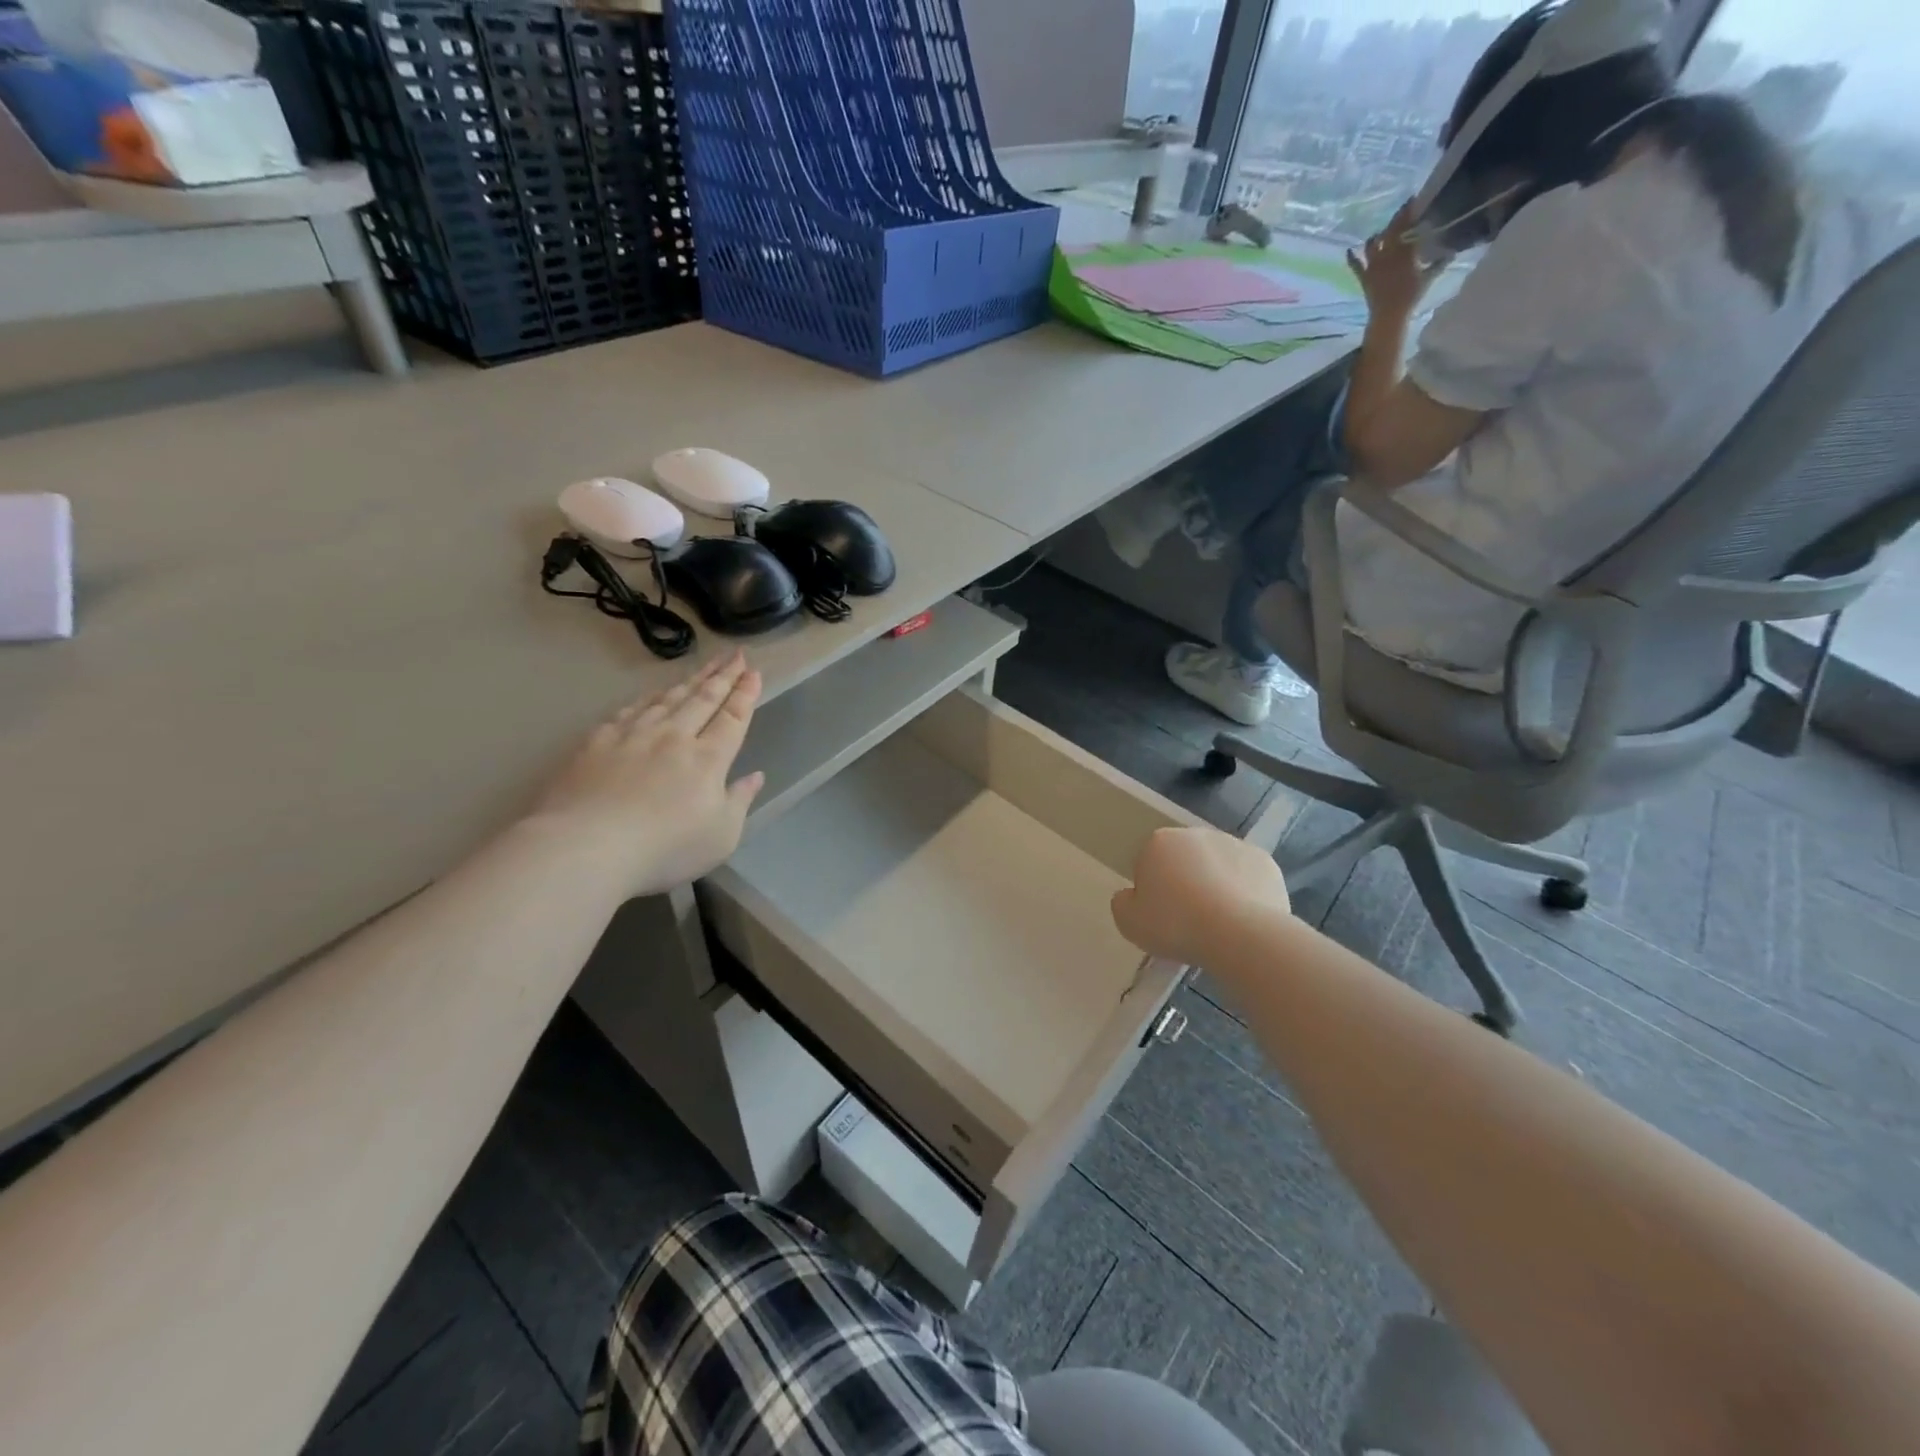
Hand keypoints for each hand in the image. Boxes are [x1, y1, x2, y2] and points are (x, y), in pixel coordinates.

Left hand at [527, 652, 764, 897]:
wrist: (586, 847)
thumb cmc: (664, 849)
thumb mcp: (721, 836)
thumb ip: (739, 802)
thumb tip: (755, 776)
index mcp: (708, 759)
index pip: (732, 718)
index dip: (745, 694)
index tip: (753, 673)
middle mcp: (674, 737)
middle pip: (703, 699)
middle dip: (723, 676)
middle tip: (735, 655)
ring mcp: (633, 735)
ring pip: (668, 699)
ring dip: (690, 680)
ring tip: (703, 666)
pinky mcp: (598, 742)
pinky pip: (630, 710)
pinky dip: (648, 697)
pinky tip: (652, 693)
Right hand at [1111, 826, 1289, 967]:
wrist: (1238, 935)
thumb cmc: (1175, 924)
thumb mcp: (1129, 922)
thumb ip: (1122, 903)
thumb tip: (1131, 896)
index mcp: (1159, 842)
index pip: (1148, 863)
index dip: (1151, 891)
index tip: (1159, 916)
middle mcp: (1196, 834)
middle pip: (1184, 860)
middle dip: (1185, 882)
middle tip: (1188, 921)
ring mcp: (1235, 845)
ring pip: (1218, 866)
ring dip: (1216, 885)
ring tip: (1219, 924)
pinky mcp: (1266, 862)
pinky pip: (1247, 879)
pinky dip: (1245, 894)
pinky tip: (1244, 920)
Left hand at [1346, 202, 1439, 320]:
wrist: (1389, 315)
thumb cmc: (1411, 297)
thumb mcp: (1428, 278)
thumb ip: (1440, 263)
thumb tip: (1452, 251)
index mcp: (1406, 252)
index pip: (1408, 227)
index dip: (1410, 213)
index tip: (1414, 202)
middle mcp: (1388, 255)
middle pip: (1391, 232)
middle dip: (1397, 219)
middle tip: (1402, 210)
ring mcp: (1374, 266)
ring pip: (1373, 245)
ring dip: (1377, 236)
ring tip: (1381, 232)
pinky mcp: (1364, 277)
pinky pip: (1355, 266)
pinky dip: (1351, 258)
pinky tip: (1349, 250)